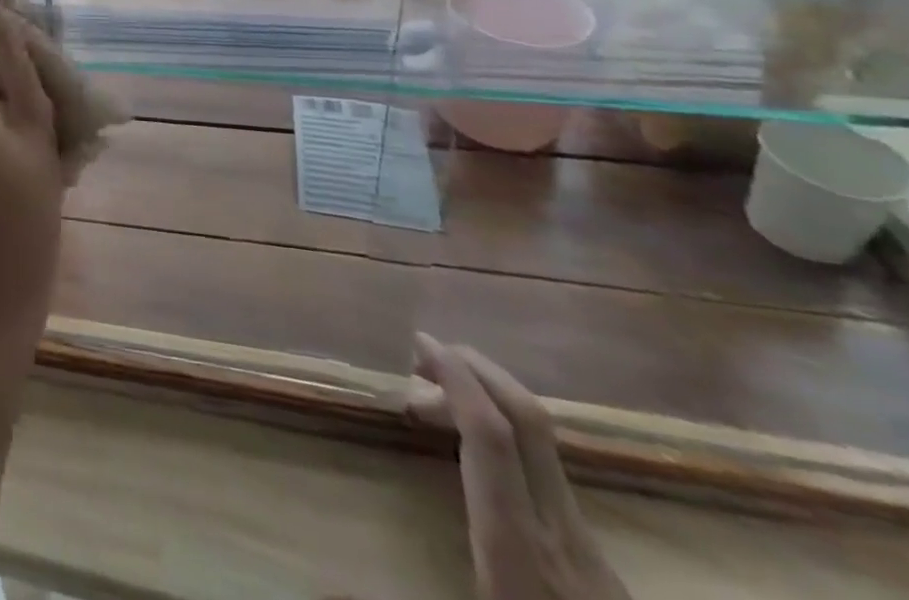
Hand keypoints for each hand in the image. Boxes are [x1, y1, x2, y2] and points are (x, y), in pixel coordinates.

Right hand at [410, 335, 631, 599]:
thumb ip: (397, 590)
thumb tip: (318, 579)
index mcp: (517, 545)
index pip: (490, 435)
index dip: (455, 378)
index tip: (419, 342)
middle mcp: (558, 531)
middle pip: (527, 419)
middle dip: (476, 368)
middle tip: (423, 353)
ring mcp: (586, 543)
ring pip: (544, 441)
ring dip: (489, 399)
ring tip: (436, 400)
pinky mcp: (599, 558)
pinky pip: (549, 470)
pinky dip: (507, 437)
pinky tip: (478, 457)